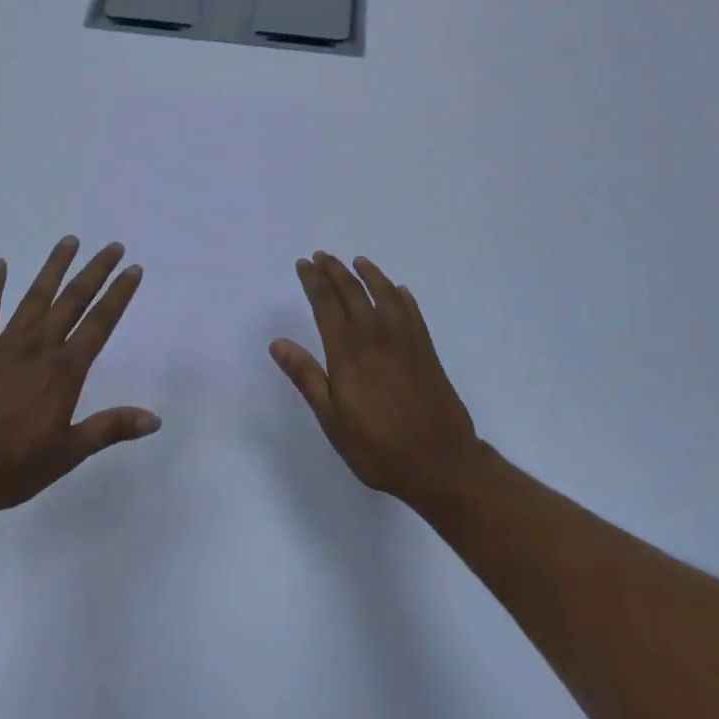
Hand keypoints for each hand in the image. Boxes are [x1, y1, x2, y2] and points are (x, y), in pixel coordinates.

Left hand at [0, 237, 158, 517]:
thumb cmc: (10, 468)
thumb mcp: (67, 454)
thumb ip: (109, 429)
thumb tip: (155, 419)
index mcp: (64, 371)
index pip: (100, 324)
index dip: (119, 295)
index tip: (133, 269)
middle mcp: (38, 348)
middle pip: (72, 300)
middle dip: (95, 271)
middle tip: (113, 246)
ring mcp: (5, 345)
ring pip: (35, 297)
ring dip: (54, 268)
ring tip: (69, 241)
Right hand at [271, 252, 480, 509]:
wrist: (441, 462)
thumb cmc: (378, 446)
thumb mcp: (332, 418)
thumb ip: (306, 376)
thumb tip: (277, 343)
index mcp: (348, 351)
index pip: (326, 304)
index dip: (313, 281)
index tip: (304, 264)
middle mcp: (376, 336)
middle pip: (353, 292)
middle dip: (335, 270)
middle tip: (322, 256)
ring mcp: (405, 340)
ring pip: (385, 294)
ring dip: (369, 274)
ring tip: (358, 262)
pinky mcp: (426, 350)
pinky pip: (412, 312)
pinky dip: (401, 296)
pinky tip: (398, 291)